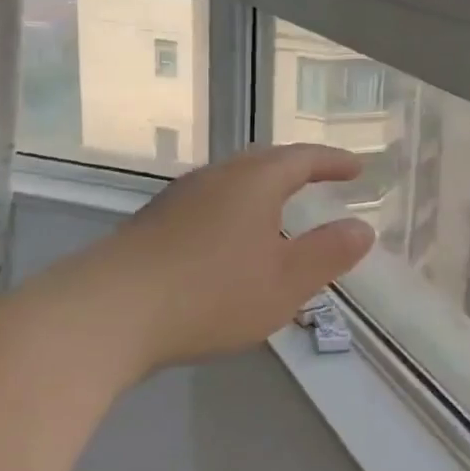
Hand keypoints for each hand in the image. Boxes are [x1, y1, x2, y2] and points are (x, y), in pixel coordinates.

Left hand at [87, 144, 374, 372]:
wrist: (107, 312)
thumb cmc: (211, 293)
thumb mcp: (285, 282)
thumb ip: (328, 253)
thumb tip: (362, 228)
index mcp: (254, 181)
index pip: (303, 158)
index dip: (333, 161)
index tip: (356, 167)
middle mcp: (216, 177)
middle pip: (264, 160)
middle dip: (297, 168)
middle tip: (320, 178)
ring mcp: (179, 198)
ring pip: (232, 180)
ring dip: (262, 188)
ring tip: (279, 209)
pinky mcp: (152, 223)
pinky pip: (208, 202)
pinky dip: (234, 209)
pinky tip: (229, 240)